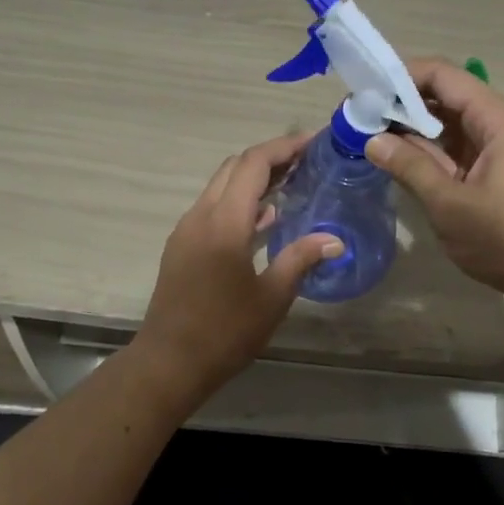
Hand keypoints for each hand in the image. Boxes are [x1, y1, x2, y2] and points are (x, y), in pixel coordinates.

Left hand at [131, 133, 342, 398]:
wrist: (169, 362)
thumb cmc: (224, 332)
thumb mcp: (271, 297)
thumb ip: (301, 259)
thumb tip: (334, 239)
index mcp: (224, 222)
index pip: (253, 164)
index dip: (284, 147)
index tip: (314, 141)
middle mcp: (200, 216)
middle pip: (234, 167)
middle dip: (270, 157)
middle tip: (307, 161)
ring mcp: (186, 231)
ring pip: (220, 186)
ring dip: (252, 178)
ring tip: (292, 184)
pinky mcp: (181, 247)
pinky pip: (212, 208)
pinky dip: (238, 202)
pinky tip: (264, 220)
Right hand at [367, 59, 503, 314]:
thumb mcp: (451, 203)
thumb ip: (410, 167)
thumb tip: (372, 140)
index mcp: (496, 118)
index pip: (442, 76)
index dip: (401, 77)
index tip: (362, 92)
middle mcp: (500, 126)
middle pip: (445, 99)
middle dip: (401, 106)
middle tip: (357, 120)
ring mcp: (500, 153)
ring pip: (449, 129)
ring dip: (412, 133)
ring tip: (368, 139)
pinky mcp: (497, 177)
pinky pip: (457, 154)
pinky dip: (429, 156)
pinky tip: (398, 164)